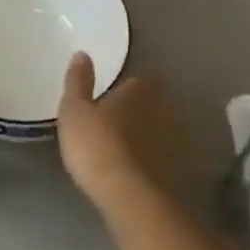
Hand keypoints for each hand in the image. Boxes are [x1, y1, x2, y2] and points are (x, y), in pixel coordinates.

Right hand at [57, 54, 186, 217]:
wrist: (129, 197)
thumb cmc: (96, 144)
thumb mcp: (74, 110)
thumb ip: (78, 82)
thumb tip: (83, 53)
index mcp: (137, 92)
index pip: (137, 81)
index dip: (126, 87)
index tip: (113, 94)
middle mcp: (160, 111)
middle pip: (151, 105)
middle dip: (138, 110)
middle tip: (117, 120)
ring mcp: (171, 143)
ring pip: (158, 132)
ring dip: (147, 136)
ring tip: (125, 147)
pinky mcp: (175, 173)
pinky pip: (161, 159)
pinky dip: (152, 161)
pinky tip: (137, 171)